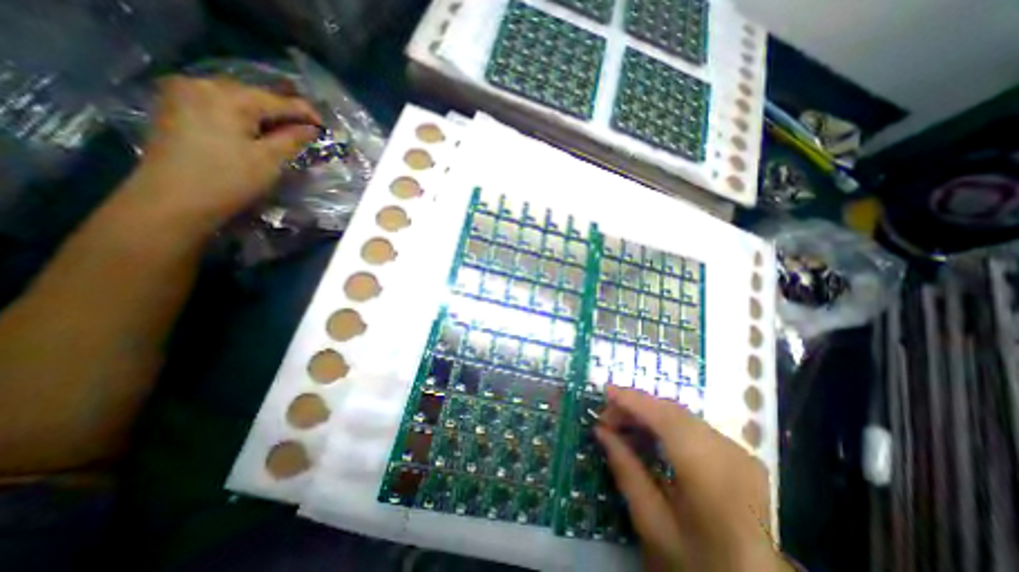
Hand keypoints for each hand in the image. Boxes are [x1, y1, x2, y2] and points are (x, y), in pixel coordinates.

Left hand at [122, 75, 323, 232]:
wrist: (173, 200)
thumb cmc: (229, 179)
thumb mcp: (270, 160)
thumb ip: (293, 139)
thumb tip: (311, 128)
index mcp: (228, 96)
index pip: (278, 100)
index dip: (306, 112)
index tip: (325, 127)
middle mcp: (202, 85)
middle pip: (256, 97)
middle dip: (284, 114)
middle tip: (308, 132)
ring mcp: (184, 95)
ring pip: (238, 101)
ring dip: (265, 117)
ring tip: (287, 133)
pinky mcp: (176, 109)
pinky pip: (220, 107)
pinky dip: (244, 118)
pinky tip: (257, 132)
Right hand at [600, 386, 785, 570]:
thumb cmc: (699, 562)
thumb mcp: (653, 524)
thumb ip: (626, 471)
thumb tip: (601, 432)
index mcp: (711, 475)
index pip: (666, 419)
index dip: (633, 400)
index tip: (605, 391)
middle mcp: (730, 453)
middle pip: (673, 411)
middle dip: (636, 407)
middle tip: (606, 418)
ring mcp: (739, 451)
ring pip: (682, 415)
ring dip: (648, 414)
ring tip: (621, 425)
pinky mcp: (739, 453)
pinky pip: (692, 425)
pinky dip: (665, 423)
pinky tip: (647, 434)